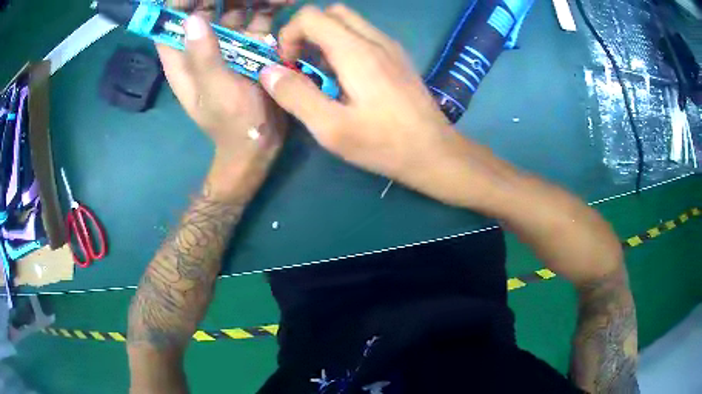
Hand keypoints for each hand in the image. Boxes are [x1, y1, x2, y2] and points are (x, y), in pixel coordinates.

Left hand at [158, 1, 290, 200]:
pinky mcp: (252, 44)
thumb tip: (192, 19)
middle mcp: (203, 45)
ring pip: (234, 8)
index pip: (169, 23)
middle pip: (204, 8)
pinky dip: (269, 7)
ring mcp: (229, 42)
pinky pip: (258, 17)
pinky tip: (284, 1)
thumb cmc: (232, 121)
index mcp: (183, 58)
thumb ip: (204, 56)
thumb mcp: (215, 90)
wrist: (261, 140)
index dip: (177, 3)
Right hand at [258, 4, 500, 205]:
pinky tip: (348, 80)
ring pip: (350, 23)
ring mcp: (391, 47)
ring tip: (324, 75)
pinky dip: (345, 46)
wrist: (435, 152)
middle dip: (308, 32)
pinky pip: (365, 37)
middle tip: (303, 64)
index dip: (290, 35)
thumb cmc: (384, 143)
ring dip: (326, 39)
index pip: (311, 16)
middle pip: (332, 13)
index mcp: (356, 51)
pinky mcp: (399, 58)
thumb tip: (268, 71)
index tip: (289, 65)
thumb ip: (296, 96)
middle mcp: (375, 39)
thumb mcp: (331, 128)